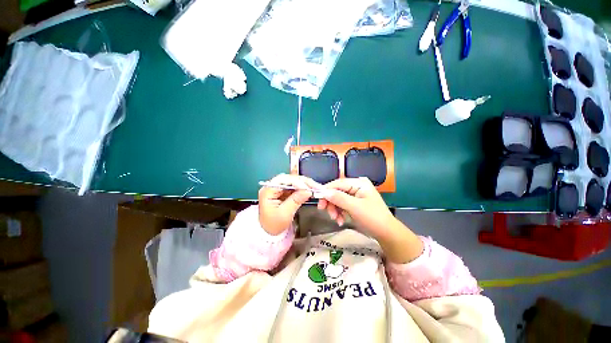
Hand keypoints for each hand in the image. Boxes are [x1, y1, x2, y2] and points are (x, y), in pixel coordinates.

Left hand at [258, 174, 320, 234]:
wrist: (269, 232)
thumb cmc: (274, 225)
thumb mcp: (285, 214)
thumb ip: (295, 201)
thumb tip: (308, 191)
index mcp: (268, 191)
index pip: (283, 180)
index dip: (296, 182)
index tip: (308, 188)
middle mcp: (272, 186)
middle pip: (289, 178)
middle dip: (303, 182)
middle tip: (315, 186)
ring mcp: (278, 188)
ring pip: (293, 181)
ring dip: (304, 184)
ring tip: (314, 188)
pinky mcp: (283, 191)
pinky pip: (294, 186)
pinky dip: (303, 188)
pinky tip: (309, 190)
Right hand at [318, 177, 422, 262]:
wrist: (387, 233)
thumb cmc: (373, 218)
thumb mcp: (354, 207)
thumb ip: (338, 198)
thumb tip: (323, 191)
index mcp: (358, 183)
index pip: (338, 183)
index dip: (326, 190)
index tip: (317, 199)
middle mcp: (356, 186)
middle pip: (336, 191)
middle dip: (331, 203)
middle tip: (326, 212)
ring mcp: (355, 195)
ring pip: (337, 199)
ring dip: (334, 209)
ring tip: (336, 220)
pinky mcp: (354, 203)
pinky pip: (341, 205)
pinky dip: (339, 212)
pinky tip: (340, 220)